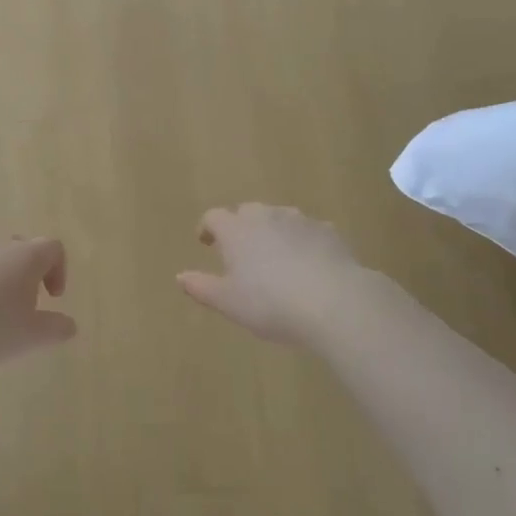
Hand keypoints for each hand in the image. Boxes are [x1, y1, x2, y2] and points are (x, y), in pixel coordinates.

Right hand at [179, 204, 368, 345]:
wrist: (335, 302)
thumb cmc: (270, 303)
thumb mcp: (228, 302)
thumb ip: (201, 287)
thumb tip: (180, 276)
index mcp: (236, 230)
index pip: (214, 217)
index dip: (207, 228)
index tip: (206, 243)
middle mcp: (266, 216)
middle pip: (247, 211)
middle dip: (241, 227)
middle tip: (241, 252)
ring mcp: (300, 220)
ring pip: (279, 218)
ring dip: (272, 232)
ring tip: (275, 258)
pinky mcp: (330, 232)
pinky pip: (308, 231)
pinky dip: (303, 242)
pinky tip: (309, 265)